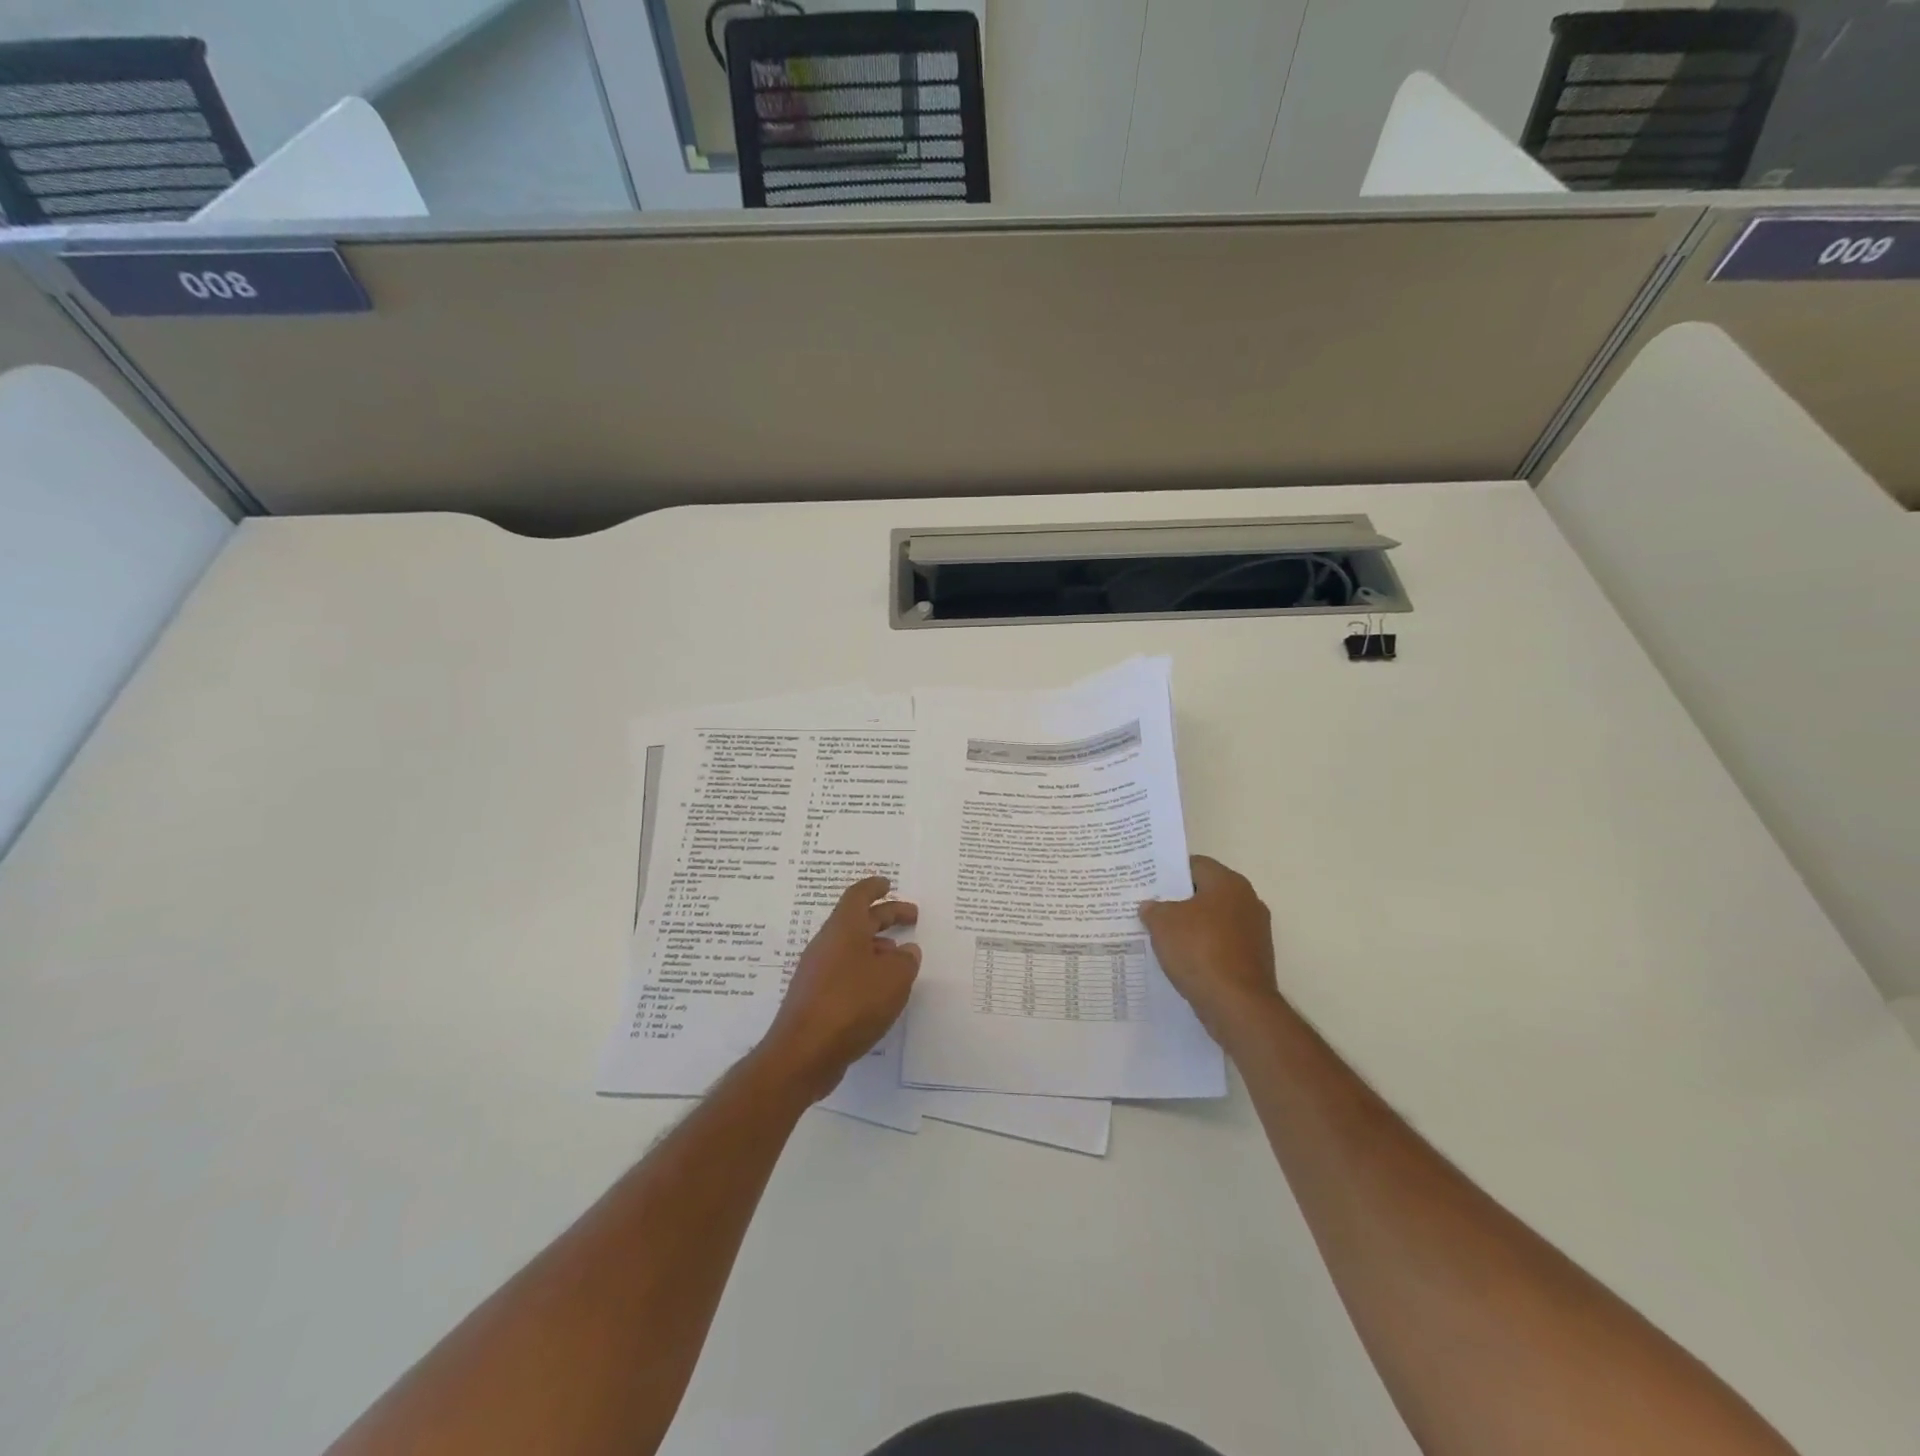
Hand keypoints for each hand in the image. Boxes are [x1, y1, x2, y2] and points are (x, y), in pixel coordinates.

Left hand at [757, 876, 920, 1100]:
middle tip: (911, 917)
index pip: (858, 896)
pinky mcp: (814, 998)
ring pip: (851, 948)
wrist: (803, 1054)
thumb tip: (906, 951)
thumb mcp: (893, 979)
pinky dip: (865, 971)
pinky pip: (844, 972)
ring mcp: (817, 972)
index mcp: (843, 929)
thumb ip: (905, 961)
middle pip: (857, 920)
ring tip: (901, 958)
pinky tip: (880, 990)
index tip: (888, 883)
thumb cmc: (851, 1004)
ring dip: (876, 947)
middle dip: (885, 916)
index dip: (874, 887)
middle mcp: (827, 944)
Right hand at [1140, 855, 1281, 1040]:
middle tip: (1151, 908)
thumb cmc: (1199, 951)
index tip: (1148, 883)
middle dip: (1179, 901)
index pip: (1195, 865)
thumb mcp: (1162, 923)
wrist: (1237, 1006)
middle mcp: (1248, 902)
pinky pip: (1222, 946)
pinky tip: (1182, 960)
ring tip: (1162, 936)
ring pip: (1214, 921)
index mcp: (1229, 883)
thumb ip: (1153, 909)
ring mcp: (1255, 933)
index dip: (1170, 872)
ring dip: (1192, 927)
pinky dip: (1204, 949)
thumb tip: (1151, 907)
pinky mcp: (1255, 960)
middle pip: (1206, 893)